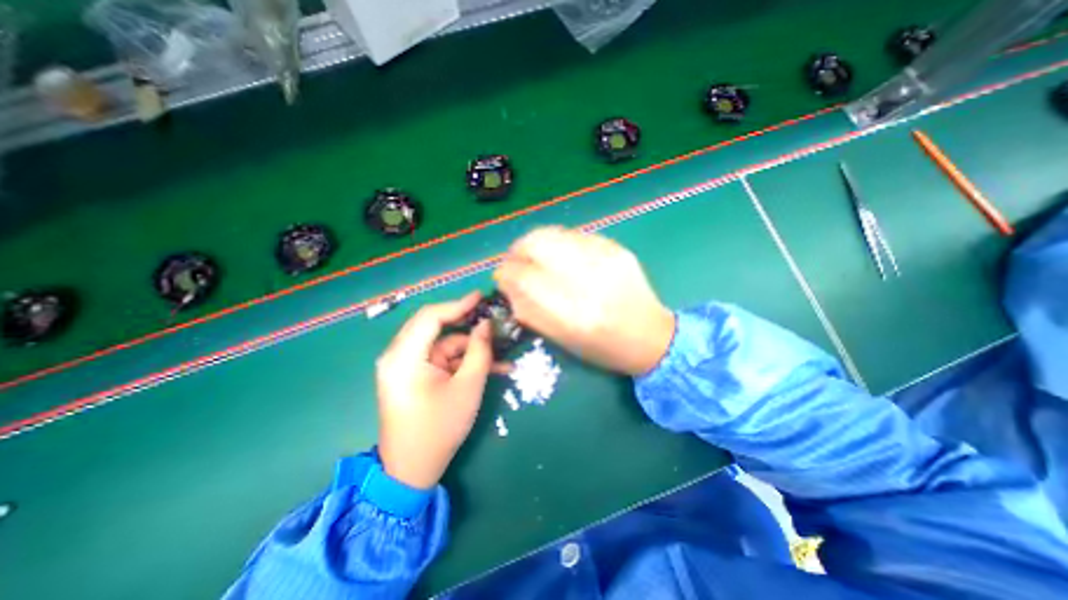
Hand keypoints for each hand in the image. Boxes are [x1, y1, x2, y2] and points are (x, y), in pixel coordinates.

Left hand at [376, 293, 503, 488]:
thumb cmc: (439, 429)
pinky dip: (464, 362)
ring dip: (472, 349)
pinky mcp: (416, 375)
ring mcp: (407, 366)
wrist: (413, 470)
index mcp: (403, 357)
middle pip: (436, 327)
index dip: (458, 304)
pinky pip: (442, 360)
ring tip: (503, 354)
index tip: (481, 297)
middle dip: (468, 325)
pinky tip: (493, 368)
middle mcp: (399, 356)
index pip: (430, 317)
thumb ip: (479, 351)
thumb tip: (486, 325)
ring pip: (444, 345)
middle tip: (493, 319)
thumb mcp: (468, 387)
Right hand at [494, 226, 674, 374]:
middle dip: (517, 250)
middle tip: (515, 261)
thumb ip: (529, 310)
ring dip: (535, 242)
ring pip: (554, 233)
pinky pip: (574, 235)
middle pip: (537, 243)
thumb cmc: (603, 347)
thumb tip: (507, 283)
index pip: (524, 276)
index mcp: (573, 313)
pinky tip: (559, 255)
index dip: (505, 272)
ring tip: (533, 256)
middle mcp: (589, 279)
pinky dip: (558, 242)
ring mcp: (605, 258)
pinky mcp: (616, 248)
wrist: (651, 336)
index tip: (501, 276)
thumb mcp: (561, 339)